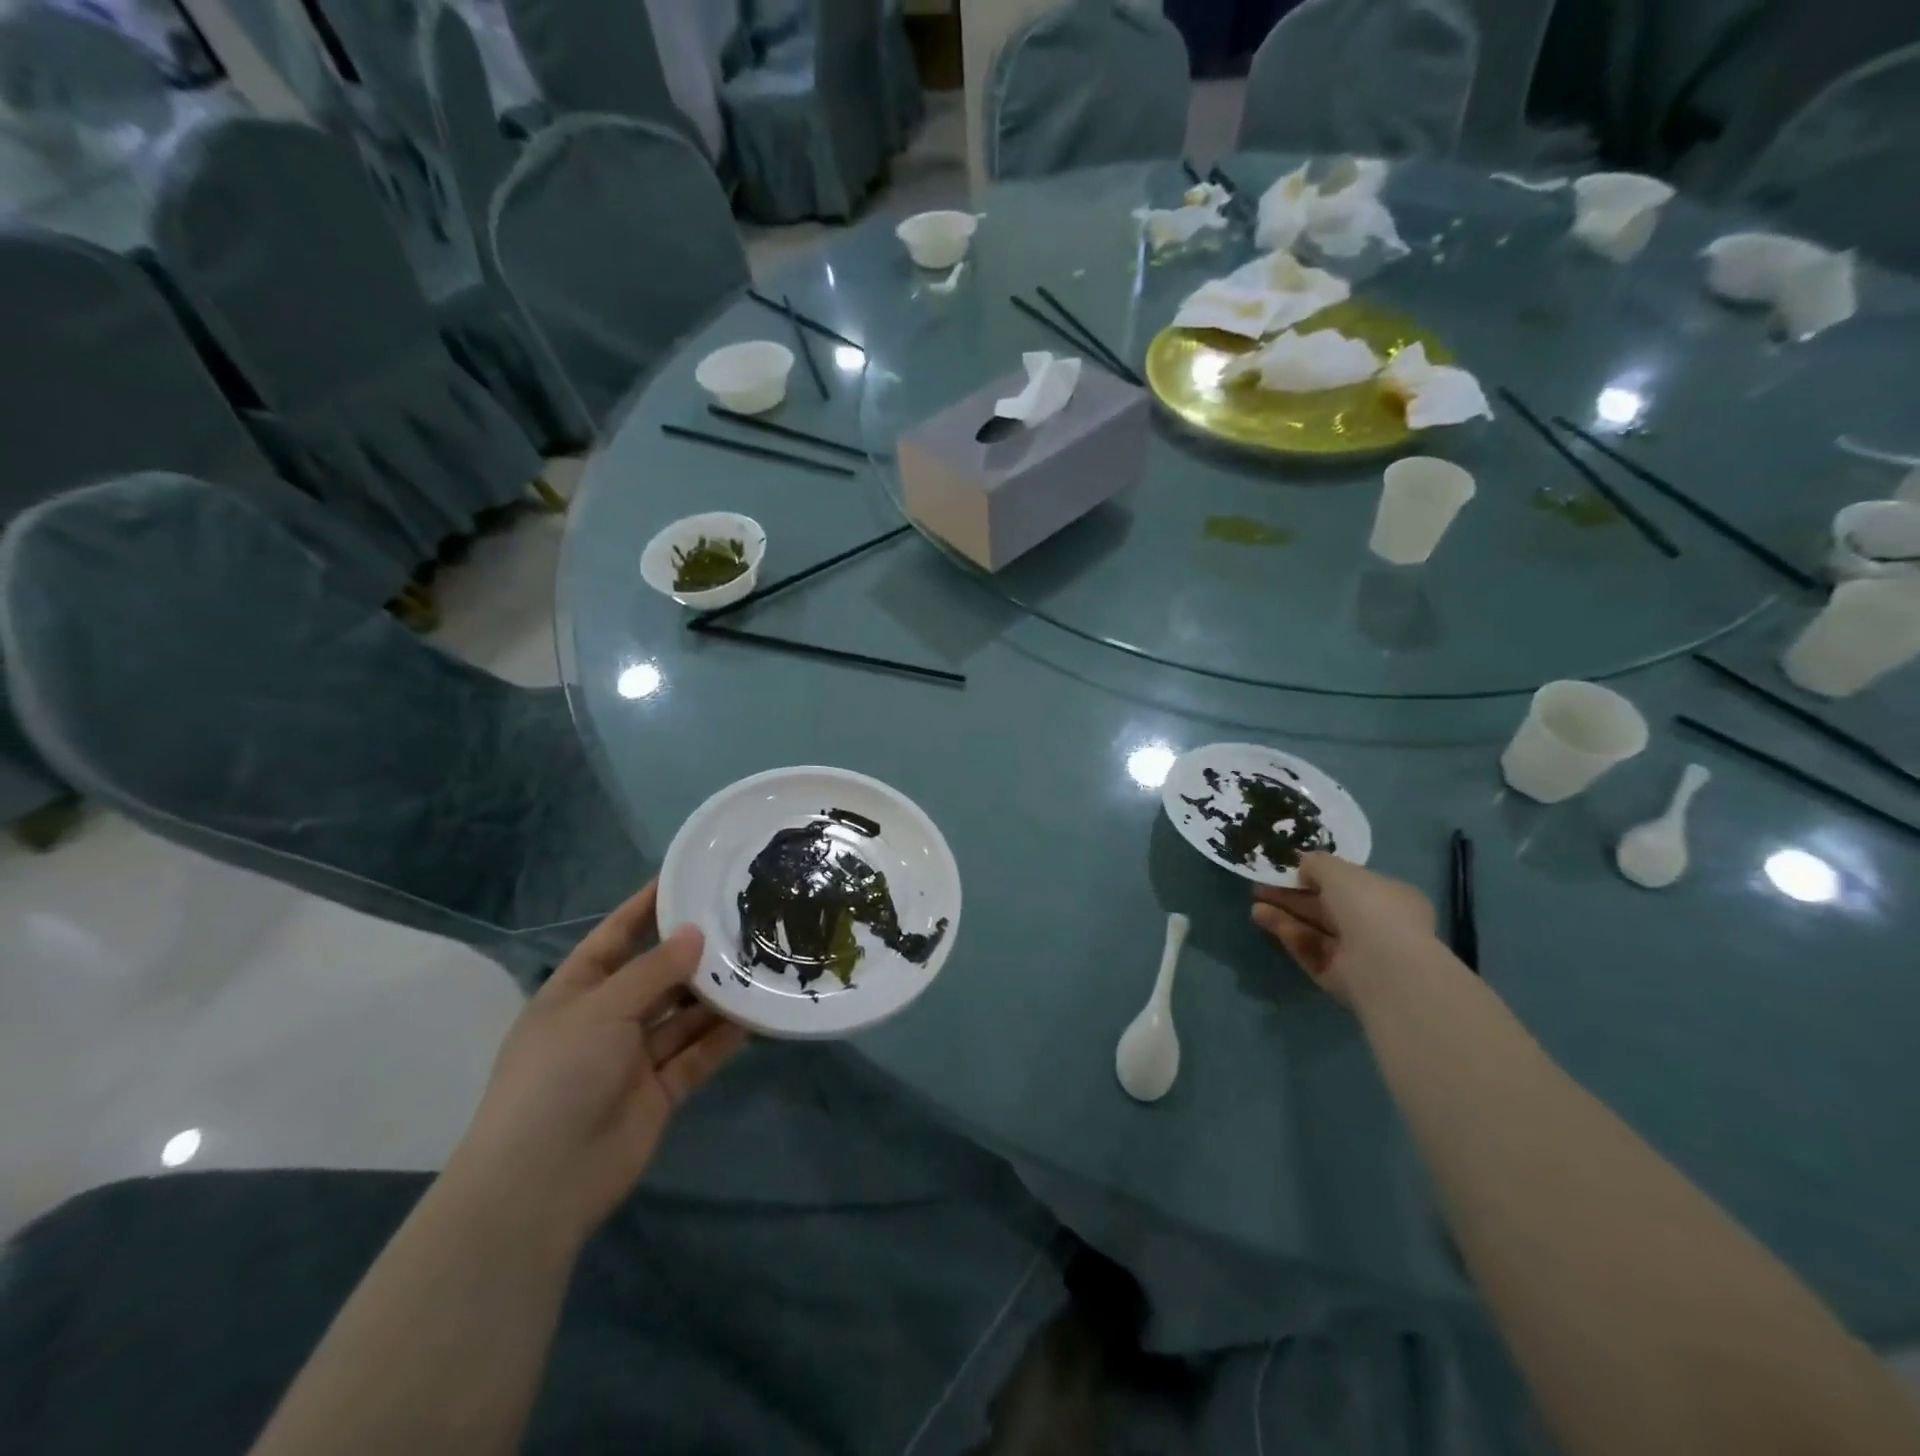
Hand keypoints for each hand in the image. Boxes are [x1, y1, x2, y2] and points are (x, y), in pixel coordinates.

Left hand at [447, 882, 746, 1249]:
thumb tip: (695, 933)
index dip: (645, 907)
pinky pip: (697, 1053)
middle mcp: (606, 1019)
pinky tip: (756, 1013)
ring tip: (759, 960)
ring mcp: (634, 1057)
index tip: (684, 878)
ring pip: (683, 1014)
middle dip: (694, 952)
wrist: (541, 1183)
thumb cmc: (559, 1077)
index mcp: (576, 992)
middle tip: (742, 920)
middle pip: (657, 975)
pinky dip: (724, 1035)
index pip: (615, 936)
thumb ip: (654, 970)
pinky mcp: (660, 1090)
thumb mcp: (602, 1008)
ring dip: (715, 993)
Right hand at [1251, 853, 1436, 1006]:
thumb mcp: (1338, 870)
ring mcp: (1358, 954)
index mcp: (1389, 896)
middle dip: (1292, 895)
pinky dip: (1289, 934)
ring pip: (1314, 929)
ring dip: (1284, 913)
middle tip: (1261, 884)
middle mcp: (1376, 925)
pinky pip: (1311, 950)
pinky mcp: (1340, 977)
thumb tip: (1302, 865)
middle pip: (1326, 907)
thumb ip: (1316, 863)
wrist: (1384, 966)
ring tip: (1255, 903)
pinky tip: (1265, 919)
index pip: (1349, 883)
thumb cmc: (1369, 906)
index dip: (1318, 873)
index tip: (1288, 868)